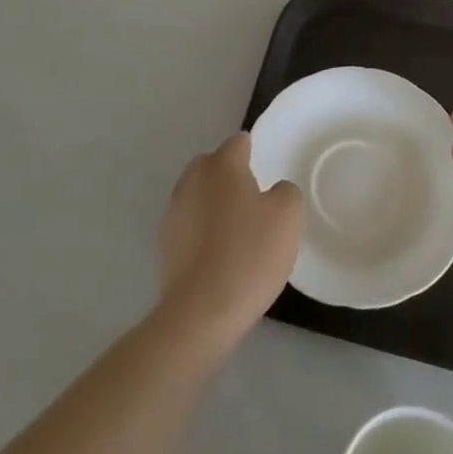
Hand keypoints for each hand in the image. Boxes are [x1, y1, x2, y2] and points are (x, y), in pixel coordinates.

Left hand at [157, 133, 302, 346]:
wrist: (202, 311)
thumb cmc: (250, 254)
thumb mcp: (287, 217)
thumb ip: (286, 191)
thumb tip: (275, 191)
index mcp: (222, 166)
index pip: (238, 142)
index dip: (252, 150)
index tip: (265, 166)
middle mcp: (193, 180)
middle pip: (212, 164)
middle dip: (229, 173)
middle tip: (252, 196)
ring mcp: (174, 211)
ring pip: (198, 194)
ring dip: (213, 202)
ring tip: (235, 227)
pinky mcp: (165, 243)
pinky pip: (188, 223)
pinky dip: (201, 229)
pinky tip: (218, 252)